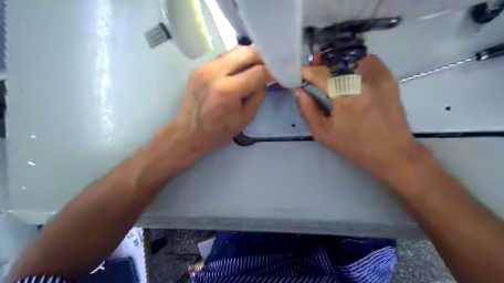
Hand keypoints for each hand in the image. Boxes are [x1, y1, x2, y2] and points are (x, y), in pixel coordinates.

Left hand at [147, 46, 271, 173]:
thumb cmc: (219, 131)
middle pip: (246, 52)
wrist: (189, 132)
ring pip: (234, 51)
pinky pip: (224, 57)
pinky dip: (235, 62)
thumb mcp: (245, 118)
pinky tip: (238, 73)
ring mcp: (205, 67)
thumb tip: (265, 80)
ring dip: (248, 58)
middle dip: (262, 59)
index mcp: (228, 90)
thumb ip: (258, 95)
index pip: (258, 72)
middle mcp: (215, 73)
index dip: (271, 73)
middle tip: (267, 69)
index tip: (277, 76)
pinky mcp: (199, 67)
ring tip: (254, 70)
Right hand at [296, 54, 421, 180]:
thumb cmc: (354, 146)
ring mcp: (379, 76)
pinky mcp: (388, 77)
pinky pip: (367, 60)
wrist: (392, 151)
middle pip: (336, 59)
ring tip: (331, 73)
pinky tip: (350, 76)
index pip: (320, 73)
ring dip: (337, 62)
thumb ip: (307, 110)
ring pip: (352, 56)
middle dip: (320, 63)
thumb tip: (297, 91)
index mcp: (345, 96)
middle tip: (313, 71)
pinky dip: (354, 63)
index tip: (299, 74)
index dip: (306, 71)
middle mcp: (363, 80)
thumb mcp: (323, 133)